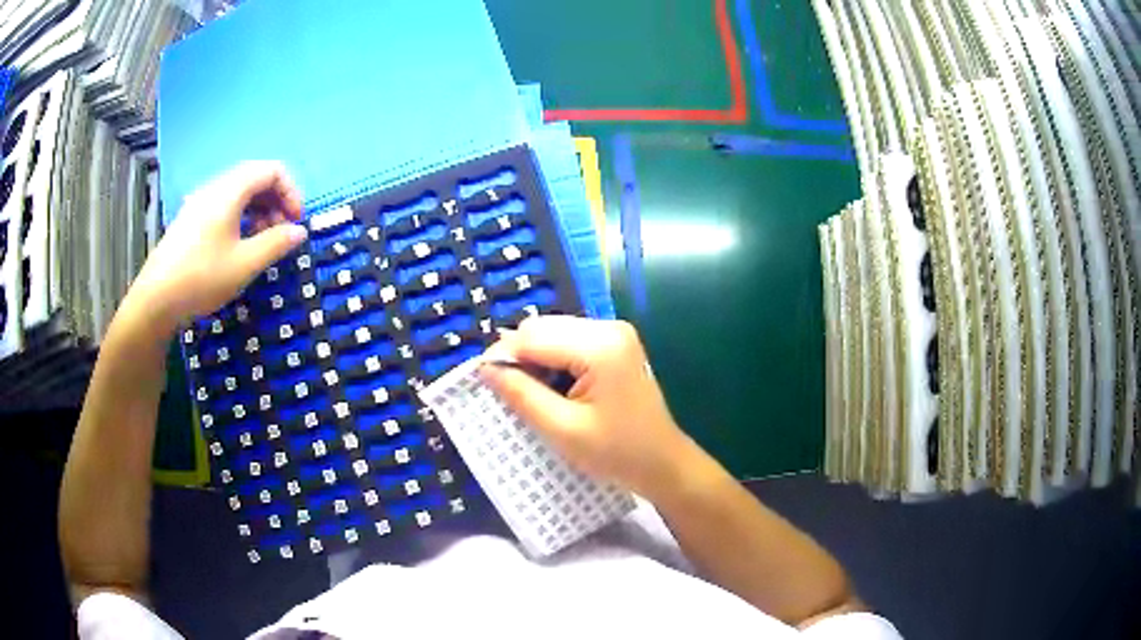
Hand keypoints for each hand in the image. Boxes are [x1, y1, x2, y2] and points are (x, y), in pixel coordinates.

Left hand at [127, 161, 307, 332]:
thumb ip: (275, 243)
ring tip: (261, 242)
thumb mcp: (245, 264)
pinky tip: (238, 245)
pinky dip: (241, 217)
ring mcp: (200, 202)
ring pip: (239, 192)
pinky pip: (224, 204)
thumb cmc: (202, 278)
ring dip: (259, 210)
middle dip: (276, 201)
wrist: (155, 300)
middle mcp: (215, 187)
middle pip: (256, 177)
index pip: (272, 170)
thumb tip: (299, 231)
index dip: (291, 192)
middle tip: (281, 233)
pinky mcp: (191, 218)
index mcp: (230, 190)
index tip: (295, 223)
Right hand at [480, 316, 697, 498]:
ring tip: (528, 394)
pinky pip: (568, 341)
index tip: (481, 381)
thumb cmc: (616, 453)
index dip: (502, 356)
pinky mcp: (614, 344)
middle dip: (518, 356)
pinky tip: (551, 387)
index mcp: (599, 346)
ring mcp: (614, 333)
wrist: (663, 463)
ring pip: (552, 332)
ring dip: (534, 358)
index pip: (533, 336)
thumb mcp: (562, 429)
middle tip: (505, 392)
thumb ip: (522, 395)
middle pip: (542, 328)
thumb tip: (485, 368)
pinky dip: (551, 360)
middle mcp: (608, 327)